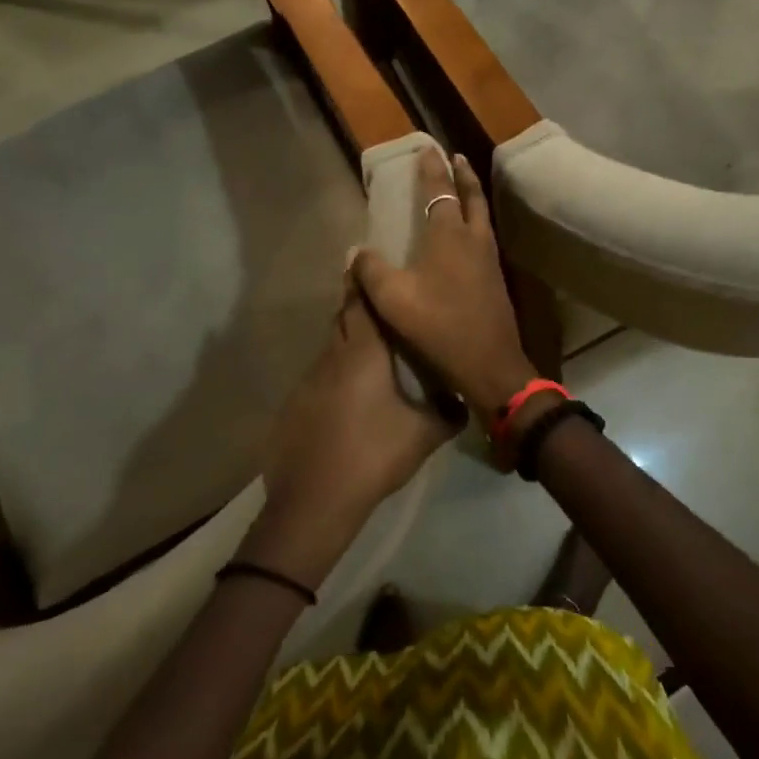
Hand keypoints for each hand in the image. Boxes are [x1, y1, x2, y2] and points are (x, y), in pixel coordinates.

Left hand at [247, 280, 458, 586]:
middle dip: (356, 305)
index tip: (363, 259)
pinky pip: (320, 375)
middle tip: (376, 301)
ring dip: (347, 342)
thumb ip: (447, 412)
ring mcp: (309, 379)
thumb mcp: (423, 435)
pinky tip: (349, 396)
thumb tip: (461, 401)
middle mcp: (333, 356)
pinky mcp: (296, 403)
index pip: (361, 302)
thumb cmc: (374, 453)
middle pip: (343, 318)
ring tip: (370, 352)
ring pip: (331, 347)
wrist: (315, 499)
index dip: (362, 280)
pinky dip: (334, 373)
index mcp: (364, 352)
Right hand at [350, 150, 537, 426]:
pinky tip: (470, 235)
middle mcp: (473, 239)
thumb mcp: (393, 300)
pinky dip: (477, 221)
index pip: (439, 191)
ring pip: (482, 215)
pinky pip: (486, 236)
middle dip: (462, 174)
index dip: (432, 169)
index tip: (428, 147)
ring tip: (465, 186)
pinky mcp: (496, 279)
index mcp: (449, 236)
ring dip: (473, 195)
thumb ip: (371, 272)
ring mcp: (489, 259)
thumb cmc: (440, 326)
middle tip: (456, 157)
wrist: (490, 363)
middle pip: (471, 196)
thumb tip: (356, 251)